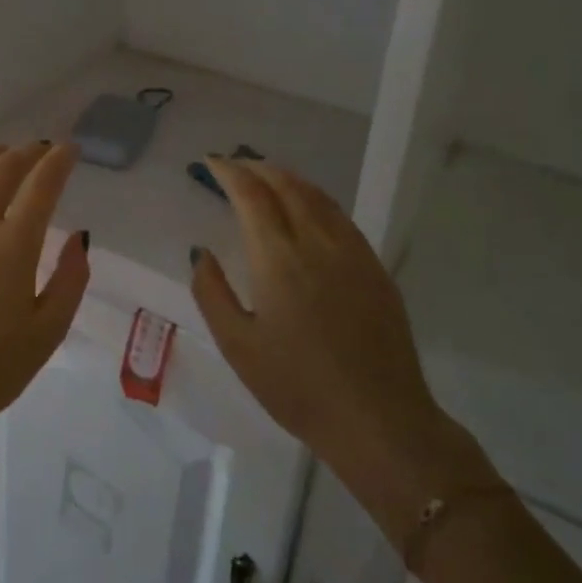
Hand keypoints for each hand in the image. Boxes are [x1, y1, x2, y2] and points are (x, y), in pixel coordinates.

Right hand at [189, 158, 493, 545]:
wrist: (379, 421)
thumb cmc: (297, 387)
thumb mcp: (238, 346)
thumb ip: (211, 292)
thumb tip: (201, 252)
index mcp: (278, 258)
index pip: (252, 195)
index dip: (230, 172)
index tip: (211, 161)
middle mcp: (317, 242)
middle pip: (286, 185)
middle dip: (257, 167)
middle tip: (235, 165)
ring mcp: (352, 252)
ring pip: (317, 196)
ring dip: (287, 178)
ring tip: (266, 176)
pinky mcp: (375, 268)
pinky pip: (340, 216)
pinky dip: (315, 198)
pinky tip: (308, 209)